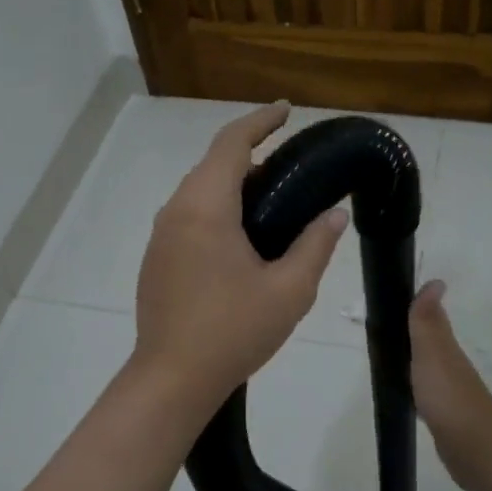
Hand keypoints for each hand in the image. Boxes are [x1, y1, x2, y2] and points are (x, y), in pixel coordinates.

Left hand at [133, 103, 348, 409]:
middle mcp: (176, 211)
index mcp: (206, 207)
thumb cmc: (233, 331)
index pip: (232, 143)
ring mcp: (160, 236)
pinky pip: (188, 216)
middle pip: (212, 164)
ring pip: (198, 191)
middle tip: (291, 164)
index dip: (261, 120)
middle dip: (250, 153)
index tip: (287, 111)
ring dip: (232, 183)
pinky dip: (216, 208)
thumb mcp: (289, 290)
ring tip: (272, 199)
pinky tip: (240, 235)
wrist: (172, 379)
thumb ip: (315, 245)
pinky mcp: (156, 259)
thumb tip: (336, 215)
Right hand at [409, 280, 491, 487]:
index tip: (394, 302)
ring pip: (428, 370)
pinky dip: (417, 390)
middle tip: (385, 331)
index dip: (416, 311)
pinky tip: (408, 395)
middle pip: (429, 345)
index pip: (430, 322)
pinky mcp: (445, 419)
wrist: (475, 448)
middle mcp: (450, 368)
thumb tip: (436, 281)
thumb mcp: (432, 352)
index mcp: (446, 350)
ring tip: (390, 360)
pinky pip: (426, 396)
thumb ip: (427, 321)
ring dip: (414, 363)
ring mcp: (449, 394)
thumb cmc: (449, 396)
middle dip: (412, 336)